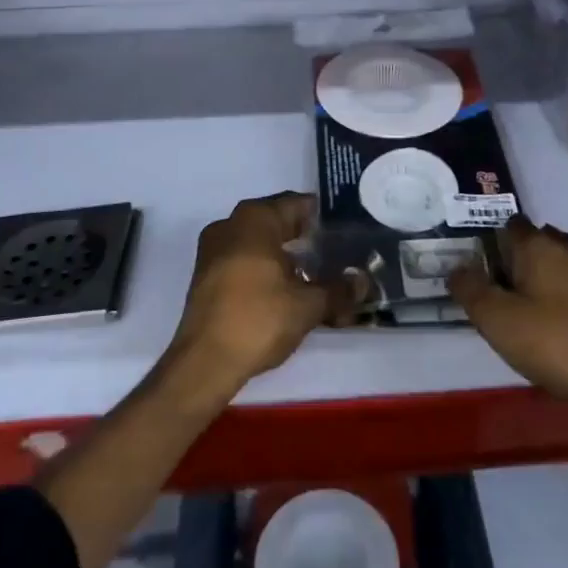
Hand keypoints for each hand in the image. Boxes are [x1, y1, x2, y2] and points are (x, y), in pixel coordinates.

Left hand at [166, 192, 336, 397]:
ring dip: (286, 257)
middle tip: (336, 257)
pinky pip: (244, 260)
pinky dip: (266, 270)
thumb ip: (338, 290)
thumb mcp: (307, 306)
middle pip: (278, 222)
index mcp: (255, 218)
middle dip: (307, 240)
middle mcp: (231, 224)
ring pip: (260, 243)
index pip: (298, 205)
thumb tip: (363, 282)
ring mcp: (214, 249)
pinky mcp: (206, 275)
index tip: (346, 233)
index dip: (324, 219)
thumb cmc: (259, 319)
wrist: (204, 362)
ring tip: (315, 278)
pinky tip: (286, 292)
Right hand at [449, 216, 567, 429]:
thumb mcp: (496, 320)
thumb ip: (470, 290)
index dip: (491, 241)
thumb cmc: (555, 342)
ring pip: (557, 265)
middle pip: (534, 242)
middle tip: (497, 292)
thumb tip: (456, 268)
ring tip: (523, 312)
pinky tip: (554, 330)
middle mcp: (565, 250)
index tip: (478, 268)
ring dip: (540, 280)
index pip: (508, 225)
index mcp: (535, 245)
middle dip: (516, 259)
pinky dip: (561, 300)